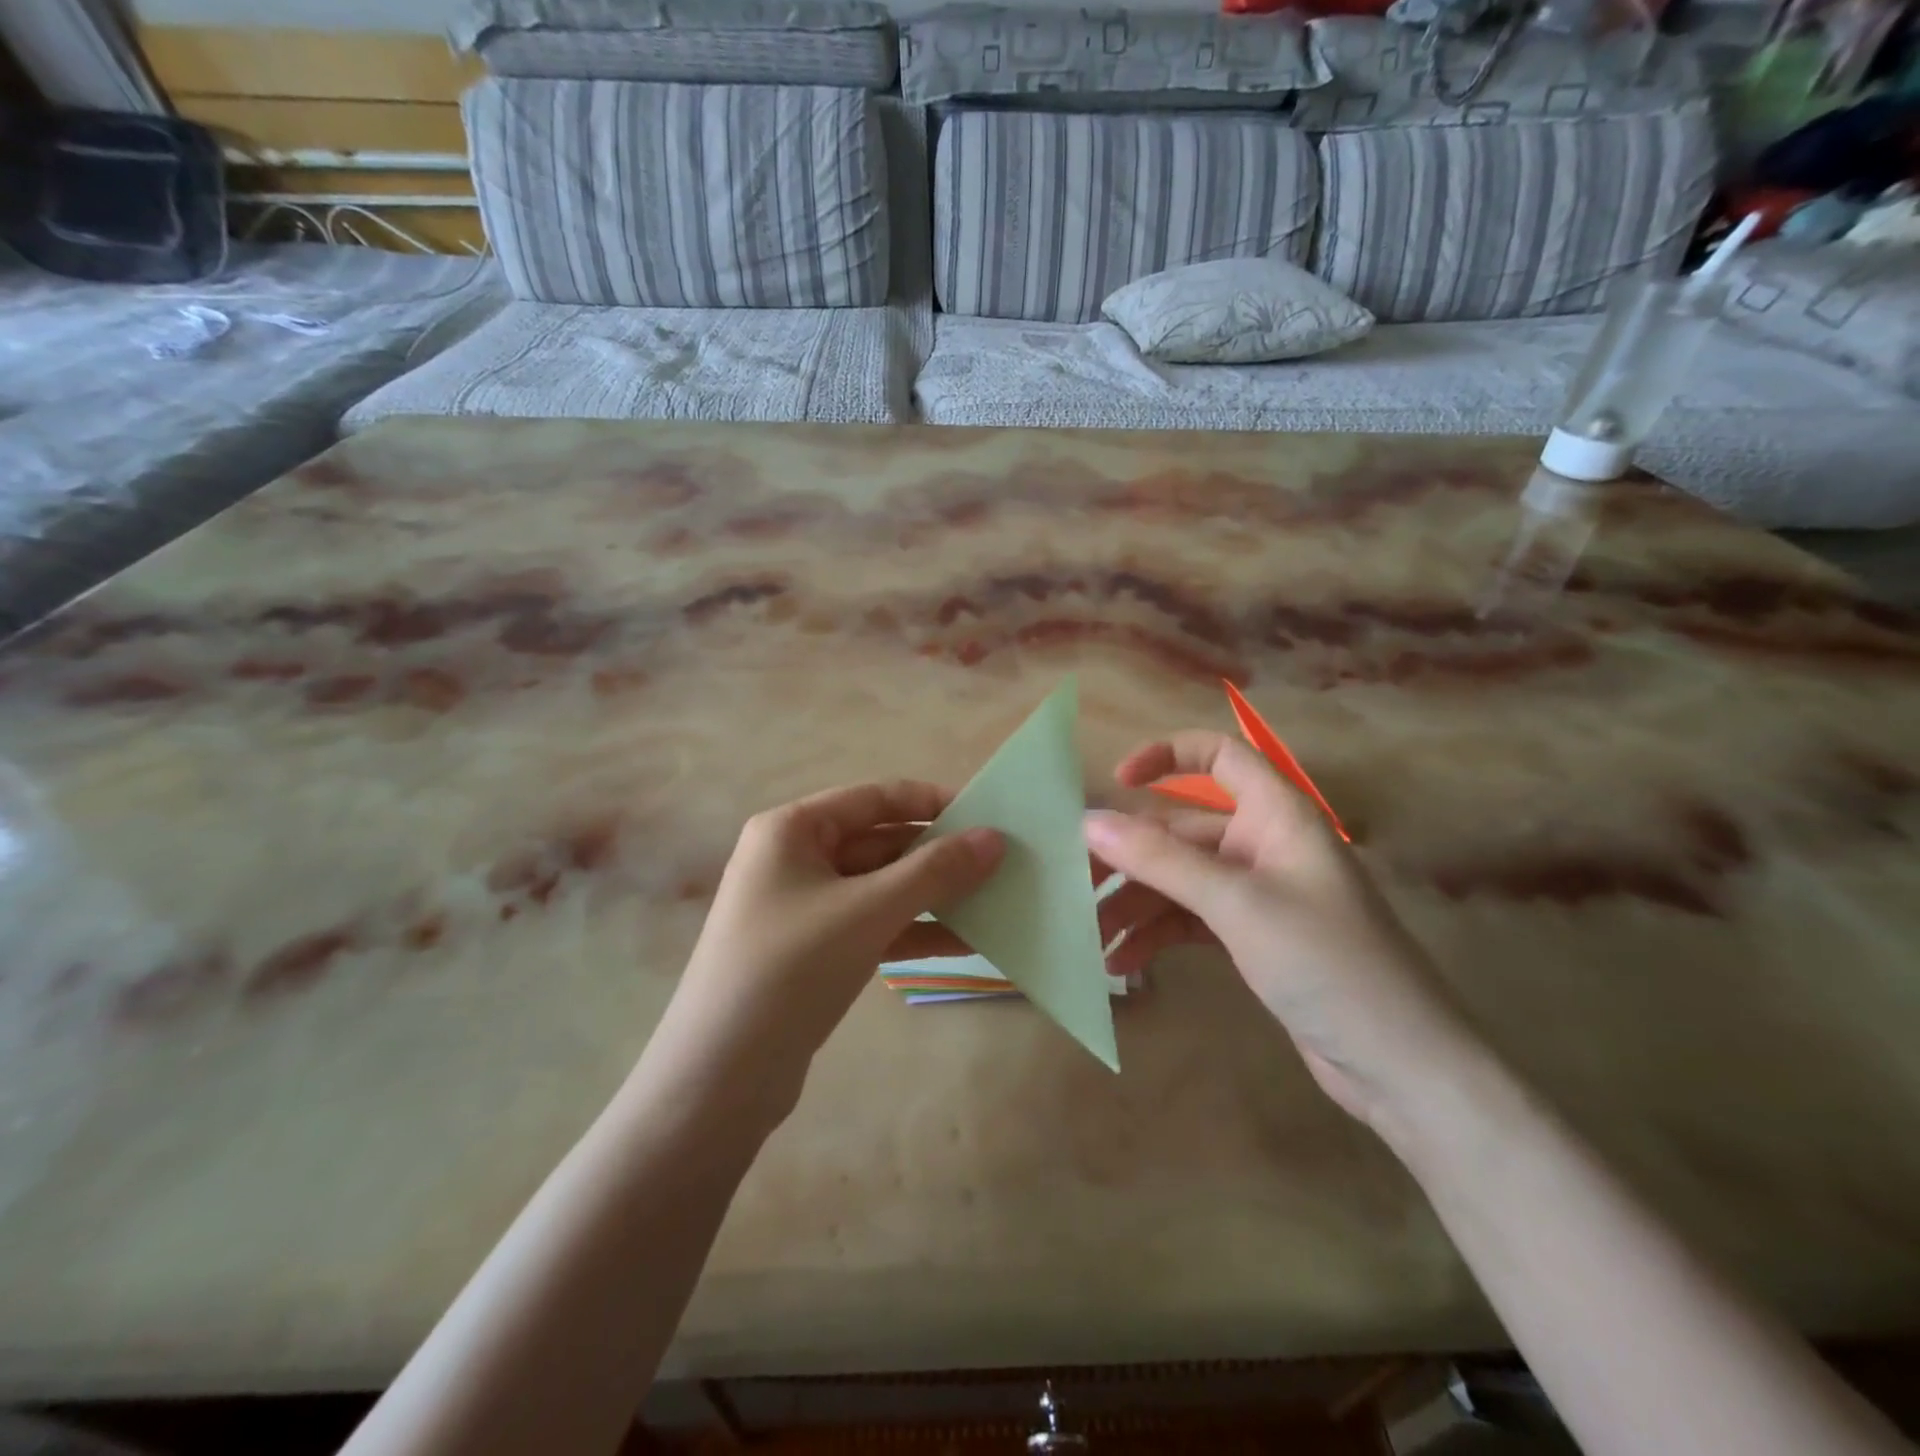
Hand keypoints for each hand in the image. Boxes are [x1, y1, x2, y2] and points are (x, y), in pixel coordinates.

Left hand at [650, 781, 1002, 1120]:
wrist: (720, 1077)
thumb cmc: (791, 968)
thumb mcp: (869, 911)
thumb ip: (935, 871)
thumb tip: (994, 838)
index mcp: (792, 829)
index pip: (874, 798)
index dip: (930, 802)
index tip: (985, 815)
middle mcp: (794, 859)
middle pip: (879, 842)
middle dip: (936, 855)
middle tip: (999, 864)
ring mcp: (802, 908)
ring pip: (879, 887)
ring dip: (930, 896)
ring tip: (992, 902)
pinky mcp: (812, 951)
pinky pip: (871, 925)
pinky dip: (911, 931)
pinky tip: (962, 944)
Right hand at [1086, 732, 1481, 1131]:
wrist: (1400, 1065)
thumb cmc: (1326, 961)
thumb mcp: (1236, 904)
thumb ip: (1161, 859)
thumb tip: (1089, 822)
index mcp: (1277, 814)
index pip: (1219, 756)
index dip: (1166, 755)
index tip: (1115, 781)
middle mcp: (1265, 844)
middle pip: (1182, 829)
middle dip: (1130, 855)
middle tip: (1075, 880)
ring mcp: (1259, 894)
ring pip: (1180, 880)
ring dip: (1135, 904)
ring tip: (1091, 937)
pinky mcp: (1254, 938)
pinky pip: (1192, 919)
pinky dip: (1157, 935)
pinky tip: (1124, 963)